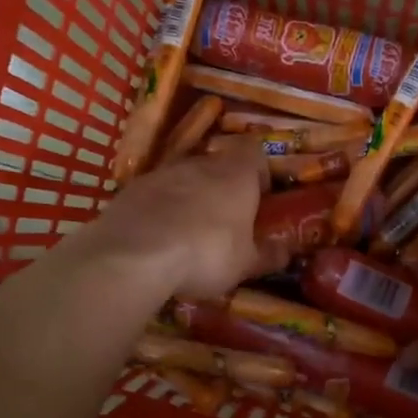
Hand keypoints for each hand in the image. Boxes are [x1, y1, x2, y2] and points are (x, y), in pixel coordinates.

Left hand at [77, 139, 285, 300]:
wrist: (134, 253)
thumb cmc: (205, 253)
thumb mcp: (245, 264)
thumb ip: (267, 255)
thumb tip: (285, 251)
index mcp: (236, 174)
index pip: (255, 153)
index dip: (259, 173)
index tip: (260, 198)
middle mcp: (200, 163)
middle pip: (218, 165)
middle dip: (223, 188)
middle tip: (226, 221)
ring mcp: (162, 173)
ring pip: (184, 179)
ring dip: (189, 199)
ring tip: (189, 234)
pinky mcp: (131, 189)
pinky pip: (155, 195)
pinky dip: (160, 210)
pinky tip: (158, 238)